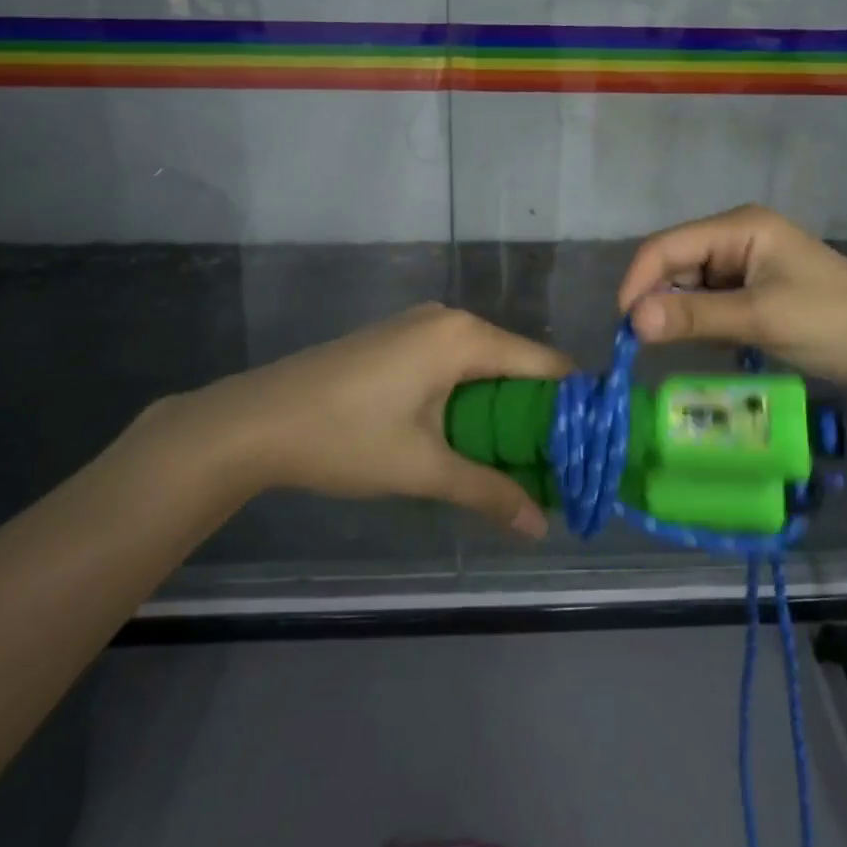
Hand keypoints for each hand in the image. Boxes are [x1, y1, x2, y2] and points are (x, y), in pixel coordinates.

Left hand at [156, 304, 569, 537]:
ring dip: (502, 407)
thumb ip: (488, 493)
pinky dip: (470, 395)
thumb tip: (541, 527)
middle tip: (553, 464)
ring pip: (484, 364)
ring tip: (515, 457)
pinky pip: (453, 362)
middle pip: (517, 363)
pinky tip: (466, 434)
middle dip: (537, 413)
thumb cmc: (346, 438)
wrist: (256, 420)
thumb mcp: (423, 469)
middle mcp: (449, 320)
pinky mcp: (397, 339)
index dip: (572, 405)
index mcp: (465, 338)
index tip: (590, 446)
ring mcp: (419, 326)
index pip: (546, 365)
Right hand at [617, 205, 846, 389]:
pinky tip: (713, 341)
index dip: (638, 281)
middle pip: (674, 263)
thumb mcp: (761, 319)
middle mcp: (736, 236)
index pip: (666, 246)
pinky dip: (701, 320)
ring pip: (688, 283)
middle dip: (658, 299)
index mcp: (739, 227)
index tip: (624, 327)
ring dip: (681, 313)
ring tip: (687, 345)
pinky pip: (709, 299)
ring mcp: (745, 262)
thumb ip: (695, 317)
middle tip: (649, 345)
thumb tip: (631, 321)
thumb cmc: (832, 323)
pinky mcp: (752, 287)